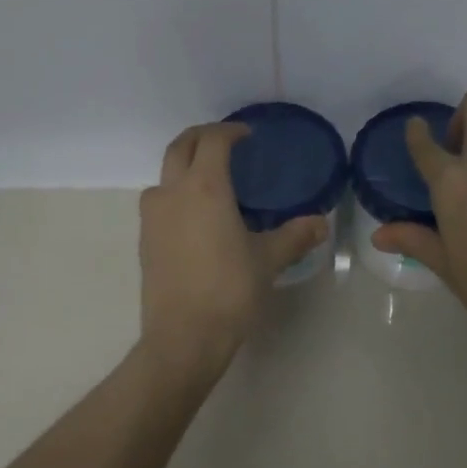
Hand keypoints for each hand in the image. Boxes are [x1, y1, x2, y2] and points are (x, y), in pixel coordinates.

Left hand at [137, 123, 328, 379]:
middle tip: (226, 142)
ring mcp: (152, 216)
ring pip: (164, 174)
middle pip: (179, 146)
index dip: (230, 131)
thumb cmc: (229, 290)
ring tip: (211, 180)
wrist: (183, 336)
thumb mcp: (268, 260)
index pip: (212, 140)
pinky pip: (159, 201)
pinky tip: (197, 217)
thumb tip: (321, 223)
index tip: (247, 135)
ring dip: (184, 165)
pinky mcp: (145, 239)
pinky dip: (177, 193)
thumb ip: (294, 236)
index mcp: (204, 187)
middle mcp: (172, 192)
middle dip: (201, 136)